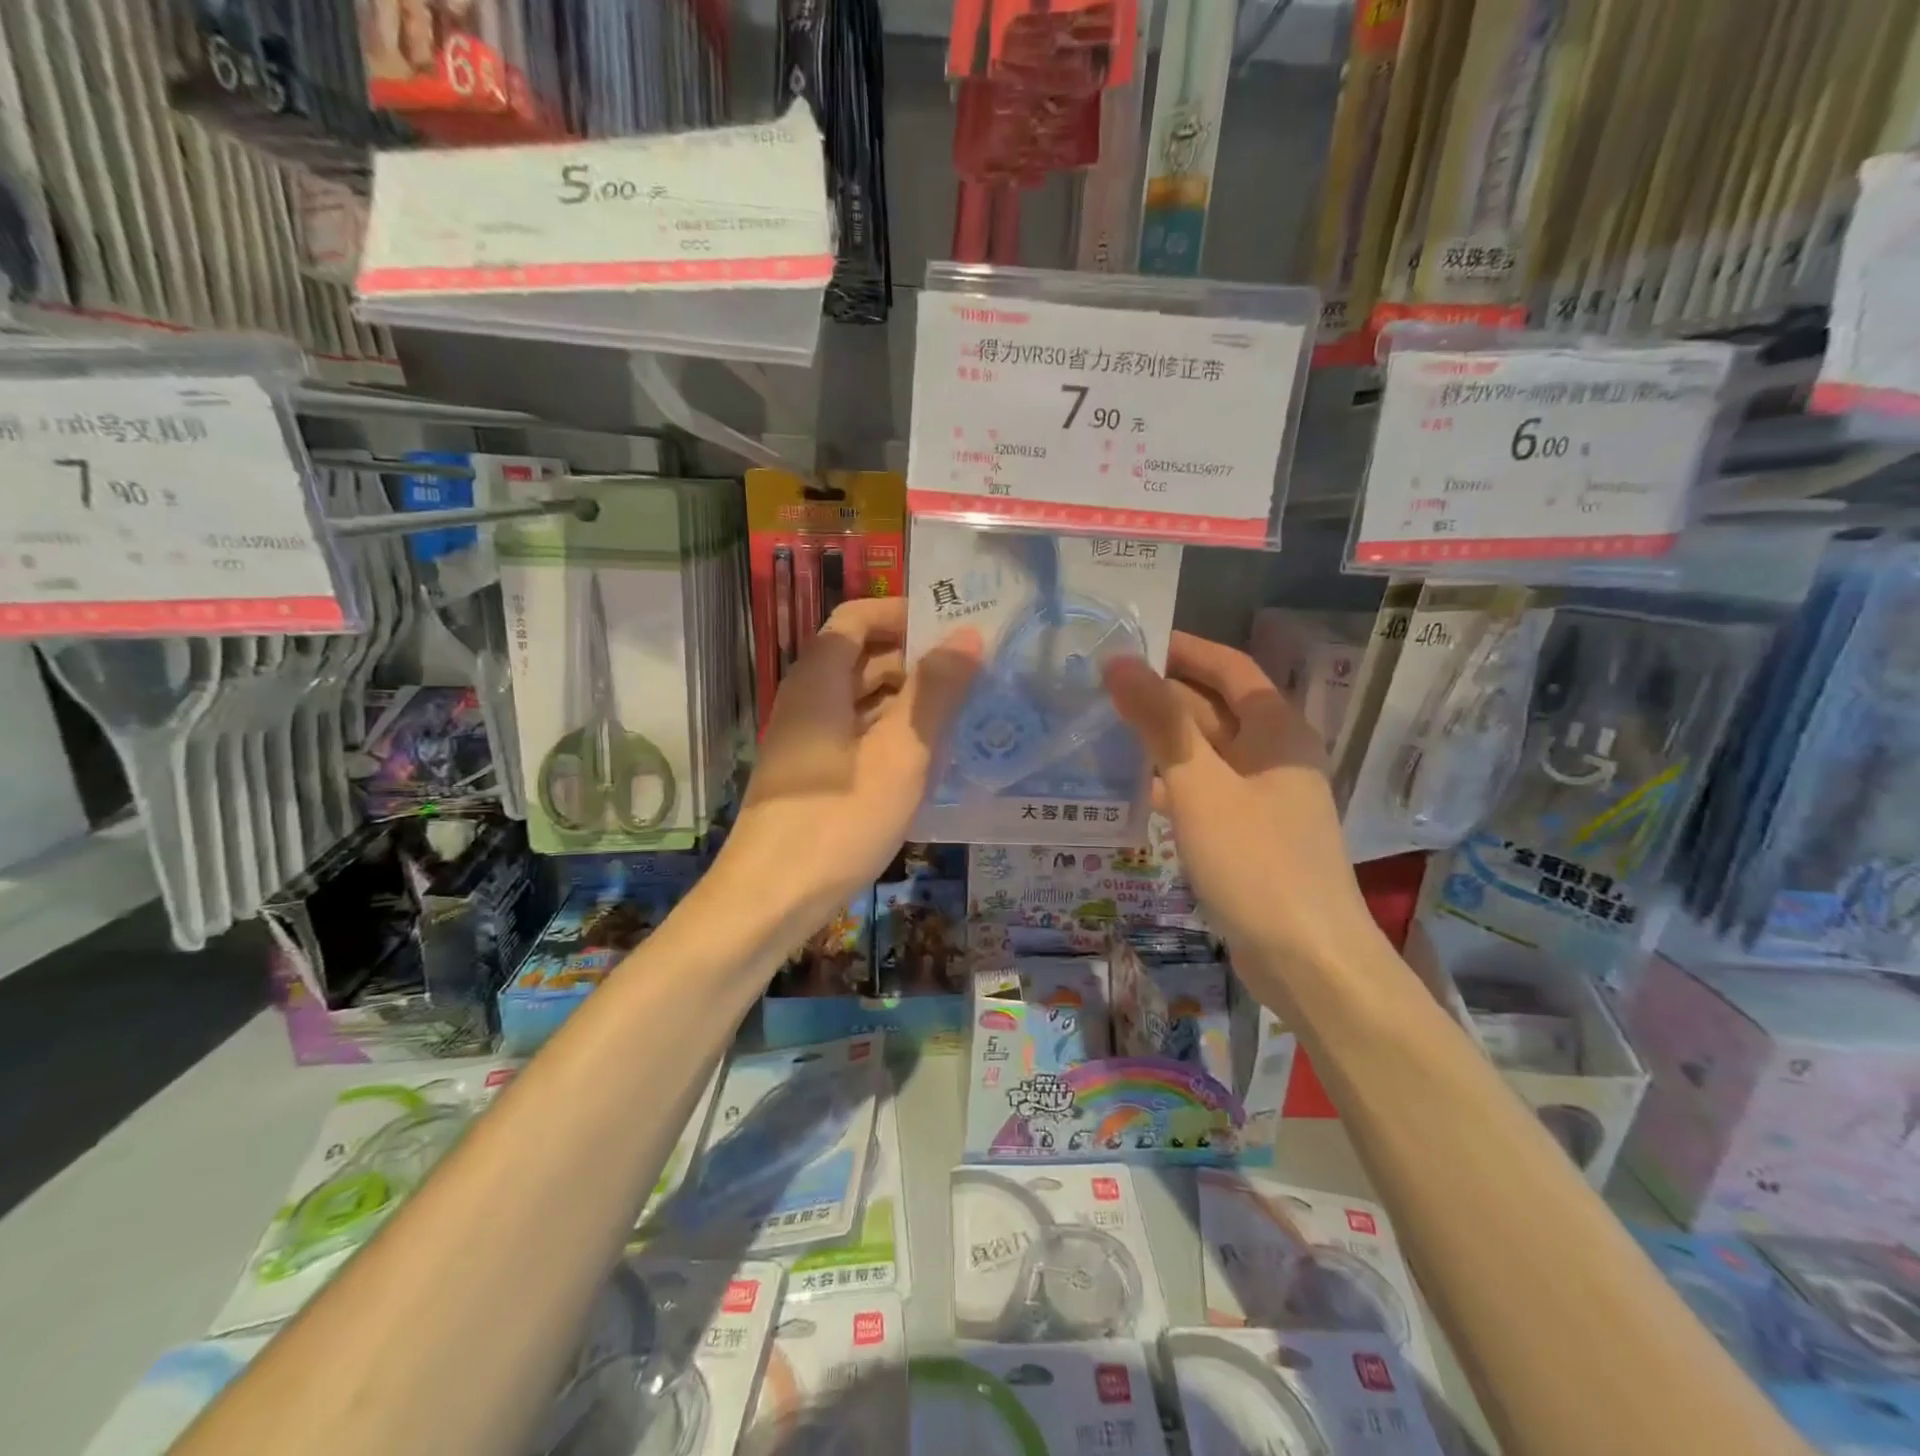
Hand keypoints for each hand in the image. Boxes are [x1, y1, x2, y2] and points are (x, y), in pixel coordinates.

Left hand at [720, 597, 981, 926]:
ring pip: (861, 700)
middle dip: (915, 658)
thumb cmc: (838, 820)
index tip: (952, 628)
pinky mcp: (812, 776)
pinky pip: (856, 736)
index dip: (903, 614)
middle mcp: (807, 700)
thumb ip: (935, 692)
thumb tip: (968, 634)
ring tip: (963, 713)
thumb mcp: (900, 753)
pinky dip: (891, 734)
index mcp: (819, 680)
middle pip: (861, 657)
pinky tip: (927, 758)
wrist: (769, 900)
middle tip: (974, 672)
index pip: (858, 617)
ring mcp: (806, 740)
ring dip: (907, 699)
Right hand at [1103, 632, 1373, 961]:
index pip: (1229, 668)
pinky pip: (1205, 793)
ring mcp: (1263, 798)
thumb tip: (1118, 661)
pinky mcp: (1249, 835)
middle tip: (1099, 687)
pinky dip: (1172, 784)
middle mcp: (1274, 756)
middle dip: (1162, 696)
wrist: (1306, 960)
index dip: (1184, 649)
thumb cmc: (1256, 861)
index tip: (1131, 641)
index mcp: (1276, 730)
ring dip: (1161, 741)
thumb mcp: (1200, 785)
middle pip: (1214, 710)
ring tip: (1101, 730)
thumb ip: (1159, 721)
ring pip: (1205, 754)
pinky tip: (1132, 789)